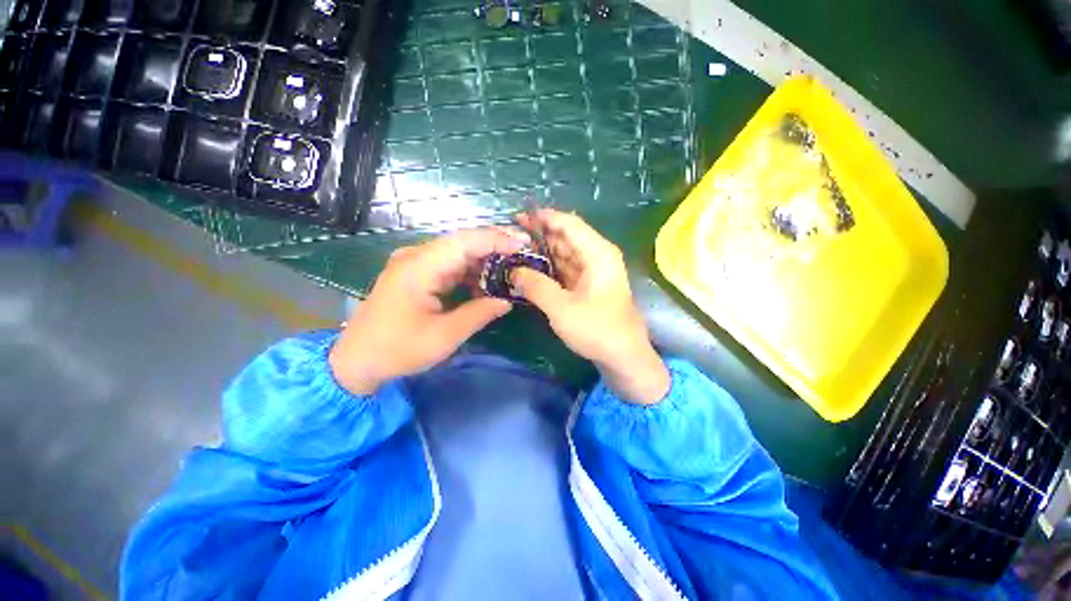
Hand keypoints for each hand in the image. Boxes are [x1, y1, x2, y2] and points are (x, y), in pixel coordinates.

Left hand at [329, 228, 528, 394]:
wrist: (356, 361)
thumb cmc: (398, 350)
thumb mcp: (444, 336)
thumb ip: (479, 314)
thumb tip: (507, 301)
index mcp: (419, 267)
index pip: (464, 242)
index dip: (496, 239)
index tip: (523, 244)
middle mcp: (416, 257)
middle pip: (462, 242)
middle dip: (495, 244)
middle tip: (523, 250)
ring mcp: (415, 264)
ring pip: (457, 252)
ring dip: (484, 258)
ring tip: (512, 265)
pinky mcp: (416, 274)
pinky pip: (449, 265)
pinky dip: (470, 270)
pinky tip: (487, 280)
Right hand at [512, 210, 669, 403]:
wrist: (624, 357)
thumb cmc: (597, 330)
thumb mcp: (561, 308)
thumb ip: (536, 286)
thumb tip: (513, 271)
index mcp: (597, 253)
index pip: (568, 223)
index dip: (544, 217)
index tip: (518, 217)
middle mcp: (597, 256)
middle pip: (566, 236)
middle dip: (539, 235)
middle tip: (510, 237)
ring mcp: (593, 271)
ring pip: (564, 253)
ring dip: (542, 252)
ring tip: (515, 252)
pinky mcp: (588, 285)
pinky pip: (566, 269)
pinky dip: (549, 268)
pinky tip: (531, 270)